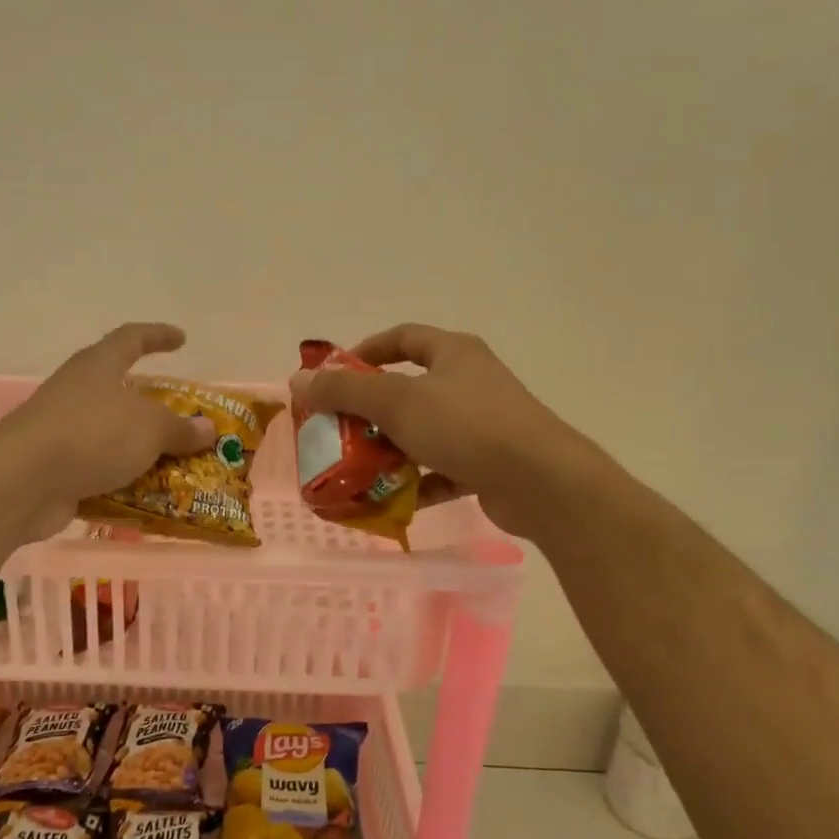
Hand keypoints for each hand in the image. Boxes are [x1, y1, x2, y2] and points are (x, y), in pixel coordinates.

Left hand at [0, 323, 214, 540]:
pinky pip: (99, 471)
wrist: (23, 482)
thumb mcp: (149, 428)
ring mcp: (63, 431)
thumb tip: (207, 429)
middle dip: (153, 407)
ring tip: (176, 466)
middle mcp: (78, 393)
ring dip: (140, 450)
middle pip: (121, 391)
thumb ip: (179, 429)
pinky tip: (148, 498)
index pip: (132, 338)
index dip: (158, 336)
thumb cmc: (91, 435)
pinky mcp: (56, 469)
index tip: (181, 339)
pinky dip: (122, 482)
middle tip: (184, 421)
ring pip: (111, 436)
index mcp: (98, 366)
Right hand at [289, 324, 594, 539]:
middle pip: (408, 389)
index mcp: (452, 353)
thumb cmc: (466, 427)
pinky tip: (395, 500)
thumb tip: (298, 381)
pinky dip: (418, 482)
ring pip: (423, 432)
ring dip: (390, 450)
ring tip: (358, 470)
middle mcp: (469, 382)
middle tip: (337, 431)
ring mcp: (482, 424)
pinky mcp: (489, 462)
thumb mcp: (396, 403)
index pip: (402, 338)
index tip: (334, 375)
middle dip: (369, 412)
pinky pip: (442, 468)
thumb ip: (344, 391)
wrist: (540, 481)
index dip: (365, 351)